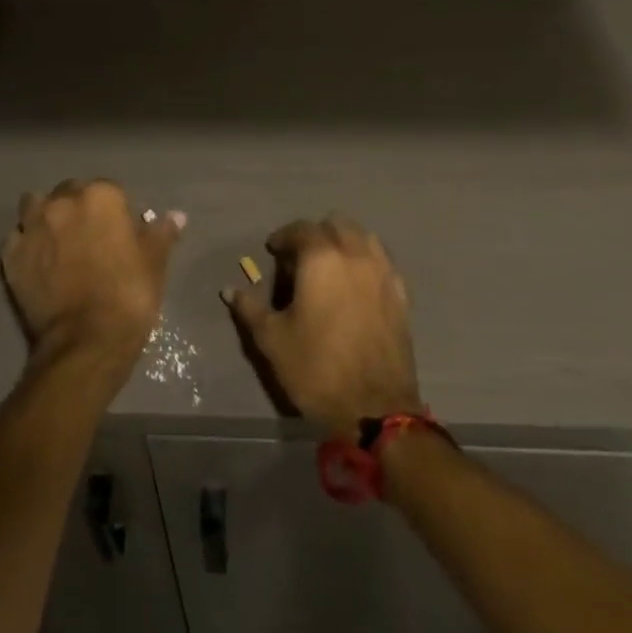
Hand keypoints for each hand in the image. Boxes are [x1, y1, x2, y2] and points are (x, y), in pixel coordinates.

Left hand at [0, 180, 183, 394]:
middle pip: (69, 193)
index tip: (120, 232)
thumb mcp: (155, 263)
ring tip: (58, 240)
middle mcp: (61, 203)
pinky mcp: (9, 256)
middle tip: (91, 237)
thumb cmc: (129, 296)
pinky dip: (25, 243)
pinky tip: (36, 260)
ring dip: (45, 216)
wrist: (86, 341)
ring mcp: (31, 228)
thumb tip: (175, 216)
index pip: (109, 189)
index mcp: (100, 197)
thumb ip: (161, 233)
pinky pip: (15, 238)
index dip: (115, 210)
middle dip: (78, 208)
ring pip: (35, 206)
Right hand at [224, 216, 422, 438]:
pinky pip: (383, 262)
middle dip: (316, 234)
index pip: (301, 229)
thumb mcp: (272, 340)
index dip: (284, 237)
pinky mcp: (401, 295)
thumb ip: (250, 308)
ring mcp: (384, 274)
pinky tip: (355, 285)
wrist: (374, 407)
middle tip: (300, 258)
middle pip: (337, 225)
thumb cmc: (315, 369)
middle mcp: (356, 256)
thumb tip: (230, 290)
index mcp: (322, 259)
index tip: (273, 251)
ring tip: (330, 267)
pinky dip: (366, 261)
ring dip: (345, 242)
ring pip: (365, 237)